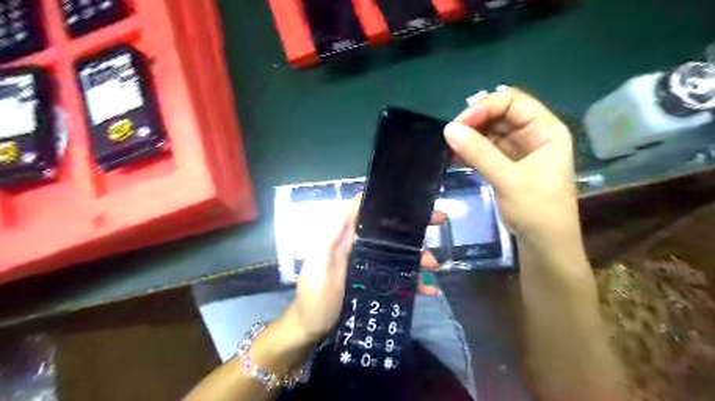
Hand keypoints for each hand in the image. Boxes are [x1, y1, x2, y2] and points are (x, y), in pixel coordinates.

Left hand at [287, 196, 444, 342]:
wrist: (313, 330)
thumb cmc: (315, 295)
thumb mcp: (320, 260)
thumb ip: (333, 233)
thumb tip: (356, 201)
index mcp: (349, 237)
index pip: (373, 214)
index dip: (393, 205)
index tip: (417, 202)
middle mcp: (362, 248)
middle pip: (392, 234)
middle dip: (415, 229)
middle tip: (440, 222)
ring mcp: (372, 267)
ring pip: (400, 255)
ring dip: (419, 257)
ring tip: (433, 266)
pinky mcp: (378, 285)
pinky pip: (400, 278)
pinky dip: (416, 281)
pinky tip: (429, 288)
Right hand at [445, 88, 579, 246]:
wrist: (545, 246)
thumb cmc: (537, 211)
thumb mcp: (509, 180)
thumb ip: (479, 153)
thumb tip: (448, 129)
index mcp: (546, 130)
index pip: (513, 102)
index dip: (485, 107)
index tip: (459, 124)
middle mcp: (534, 134)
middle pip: (500, 114)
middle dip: (474, 121)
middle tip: (449, 135)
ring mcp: (519, 150)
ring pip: (491, 132)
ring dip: (470, 136)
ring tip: (448, 145)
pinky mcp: (507, 165)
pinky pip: (486, 149)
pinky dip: (471, 150)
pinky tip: (454, 155)